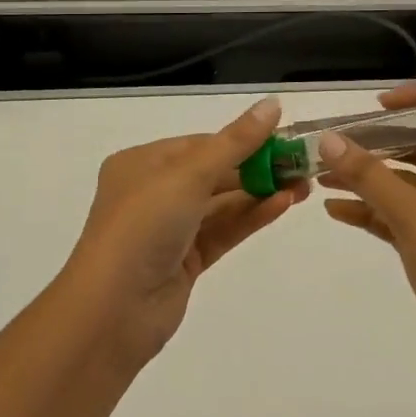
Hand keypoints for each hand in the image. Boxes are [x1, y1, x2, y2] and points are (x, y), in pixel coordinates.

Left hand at [62, 96, 308, 367]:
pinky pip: (223, 230)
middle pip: (214, 173)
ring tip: (304, 185)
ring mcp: (170, 229)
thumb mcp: (189, 175)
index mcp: (142, 163)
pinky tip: (283, 205)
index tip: (283, 137)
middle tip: (302, 164)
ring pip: (221, 203)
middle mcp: (154, 192)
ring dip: (260, 192)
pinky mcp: (185, 261)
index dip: (242, 139)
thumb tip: (273, 104)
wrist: (112, 312)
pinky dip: (251, 217)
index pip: (200, 144)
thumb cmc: (143, 226)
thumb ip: (235, 142)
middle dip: (257, 167)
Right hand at [320, 84, 415, 413]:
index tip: (378, 106)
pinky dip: (372, 211)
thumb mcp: (415, 217)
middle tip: (332, 145)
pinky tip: (336, 212)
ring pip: (407, 185)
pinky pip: (401, 218)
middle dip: (378, 143)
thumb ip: (370, 176)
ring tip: (321, 177)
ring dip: (369, 178)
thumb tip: (329, 139)